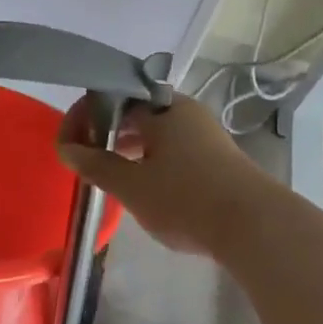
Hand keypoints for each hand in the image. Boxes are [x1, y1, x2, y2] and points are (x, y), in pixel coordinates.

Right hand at [56, 94, 273, 258]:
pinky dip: (151, 157)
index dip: (84, 118)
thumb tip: (68, 149)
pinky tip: (145, 184)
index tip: (68, 147)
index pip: (112, 98)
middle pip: (135, 111)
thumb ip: (97, 165)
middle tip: (85, 160)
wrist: (254, 225)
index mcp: (163, 107)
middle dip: (106, 132)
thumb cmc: (186, 199)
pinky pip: (173, 146)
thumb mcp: (133, 186)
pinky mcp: (216, 155)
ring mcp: (204, 132)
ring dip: (128, 146)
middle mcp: (185, 110)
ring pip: (155, 130)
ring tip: (110, 174)